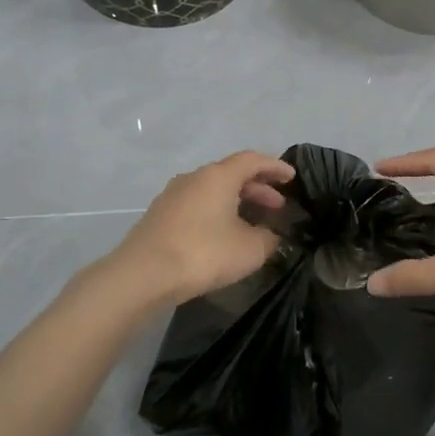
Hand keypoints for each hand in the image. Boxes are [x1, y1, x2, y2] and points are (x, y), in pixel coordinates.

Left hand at [105, 151, 296, 307]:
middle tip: (277, 205)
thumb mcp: (250, 250)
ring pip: (213, 190)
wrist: (143, 275)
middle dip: (258, 188)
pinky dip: (217, 212)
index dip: (275, 167)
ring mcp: (172, 195)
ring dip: (236, 201)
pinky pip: (197, 205)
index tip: (292, 177)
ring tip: (253, 222)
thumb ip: (268, 238)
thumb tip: (270, 235)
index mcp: (218, 176)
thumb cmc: (203, 254)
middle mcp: (194, 178)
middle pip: (231, 174)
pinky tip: (224, 234)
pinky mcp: (160, 215)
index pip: (252, 160)